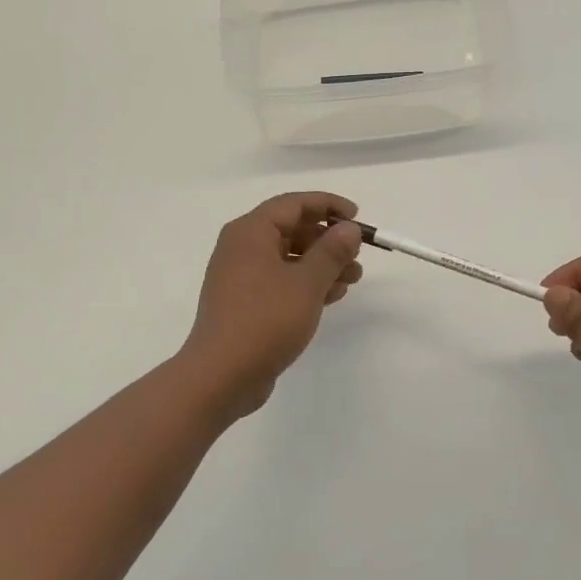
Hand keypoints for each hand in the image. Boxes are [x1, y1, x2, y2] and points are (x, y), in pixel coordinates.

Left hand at [181, 192, 365, 418]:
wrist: (222, 375)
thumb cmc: (265, 320)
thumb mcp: (307, 283)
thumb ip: (331, 251)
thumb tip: (349, 228)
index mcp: (250, 232)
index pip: (293, 204)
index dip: (328, 205)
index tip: (357, 216)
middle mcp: (241, 248)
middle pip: (291, 230)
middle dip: (328, 239)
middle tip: (358, 254)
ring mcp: (241, 277)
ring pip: (289, 258)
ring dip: (322, 264)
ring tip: (354, 279)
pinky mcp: (245, 303)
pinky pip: (281, 281)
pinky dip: (306, 283)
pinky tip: (332, 296)